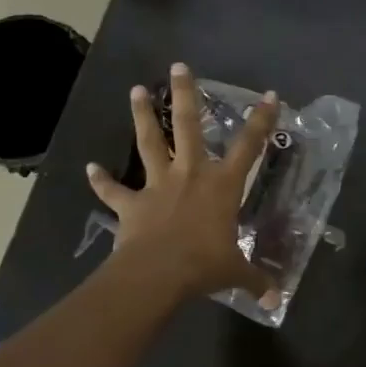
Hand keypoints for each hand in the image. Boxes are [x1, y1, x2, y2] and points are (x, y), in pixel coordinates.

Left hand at [86, 63, 280, 307]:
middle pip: (190, 126)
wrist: (157, 274)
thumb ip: (256, 280)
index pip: (249, 147)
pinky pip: (114, 191)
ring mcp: (158, 185)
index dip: (261, 121)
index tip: (269, 95)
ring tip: (136, 91)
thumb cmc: (204, 265)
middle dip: (186, 94)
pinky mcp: (132, 204)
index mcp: (222, 185)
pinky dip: (101, 181)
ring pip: (150, 143)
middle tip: (178, 66)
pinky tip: (90, 169)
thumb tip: (276, 300)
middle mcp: (191, 175)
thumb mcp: (236, 272)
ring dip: (143, 117)